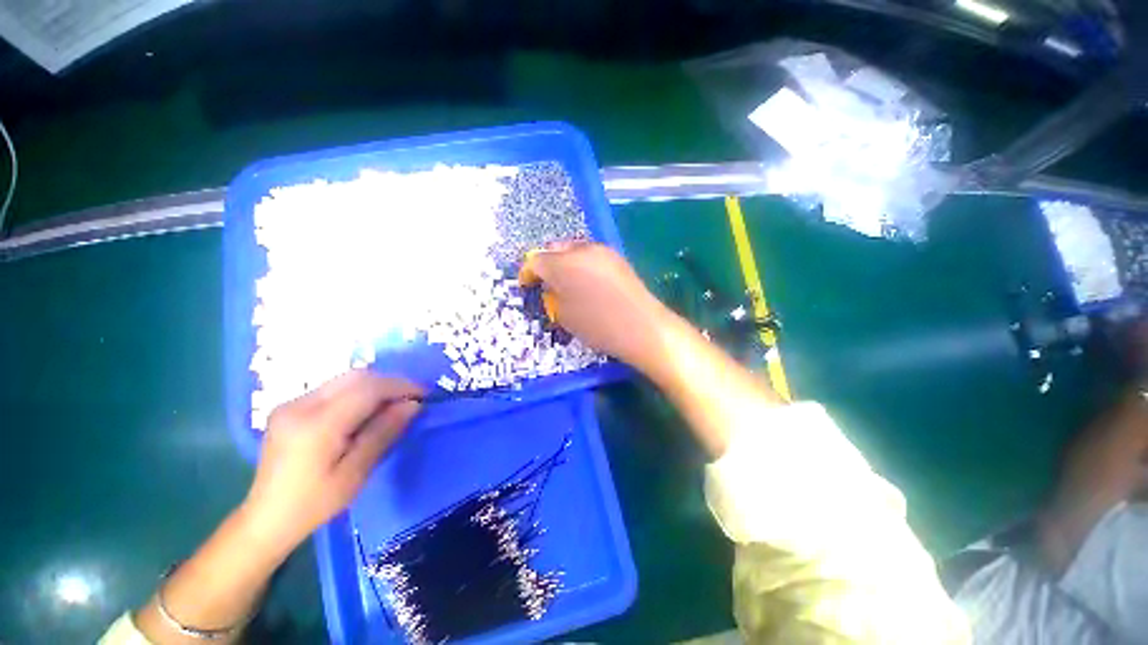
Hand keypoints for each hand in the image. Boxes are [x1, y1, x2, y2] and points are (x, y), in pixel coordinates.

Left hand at [241, 370, 422, 550]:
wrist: (266, 518)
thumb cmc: (314, 504)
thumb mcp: (356, 473)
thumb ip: (384, 433)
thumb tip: (413, 404)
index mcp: (315, 426)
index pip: (367, 389)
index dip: (400, 386)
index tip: (424, 394)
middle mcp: (300, 405)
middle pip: (356, 377)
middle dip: (389, 383)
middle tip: (410, 399)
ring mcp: (291, 404)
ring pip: (345, 379)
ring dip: (374, 386)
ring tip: (392, 404)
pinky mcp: (290, 407)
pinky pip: (334, 388)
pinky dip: (357, 393)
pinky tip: (366, 411)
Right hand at [519, 242, 670, 371]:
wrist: (642, 327)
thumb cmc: (598, 326)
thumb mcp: (565, 316)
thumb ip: (552, 296)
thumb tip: (551, 287)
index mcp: (563, 264)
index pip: (536, 260)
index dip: (527, 273)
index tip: (526, 285)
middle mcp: (581, 249)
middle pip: (554, 249)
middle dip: (545, 263)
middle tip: (545, 282)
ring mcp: (602, 250)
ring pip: (573, 249)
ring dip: (564, 262)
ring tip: (565, 282)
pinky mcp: (616, 257)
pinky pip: (590, 255)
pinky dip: (581, 263)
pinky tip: (585, 281)